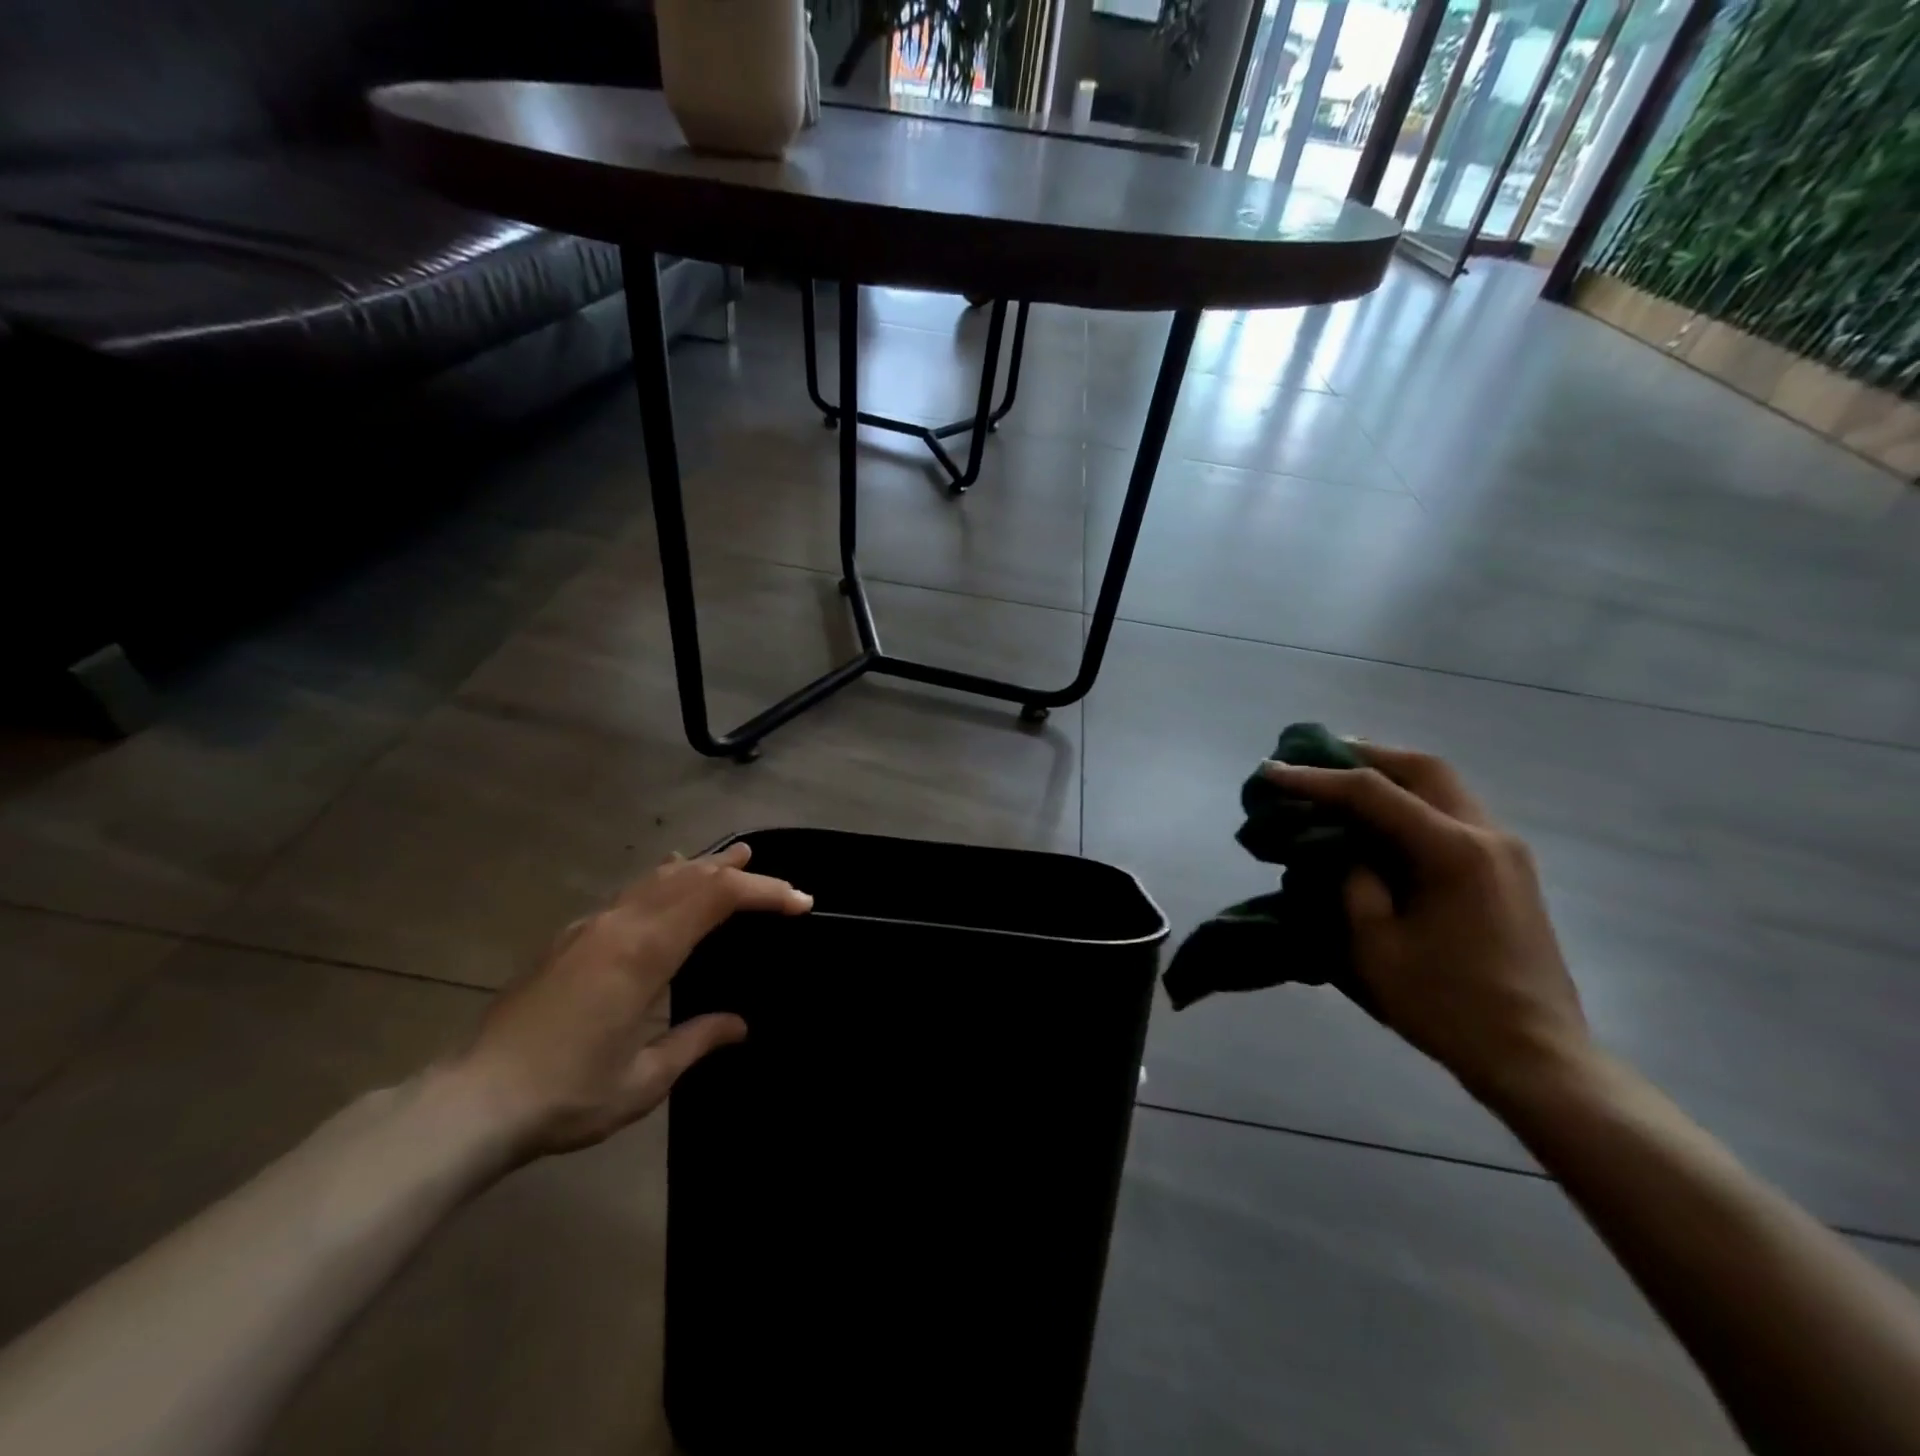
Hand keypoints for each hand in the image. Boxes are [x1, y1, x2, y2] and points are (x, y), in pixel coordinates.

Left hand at [450, 843, 811, 1160]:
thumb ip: (696, 1040)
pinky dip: (663, 881)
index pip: (716, 898)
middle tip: (772, 872)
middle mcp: (619, 926)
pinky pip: (630, 893)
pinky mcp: (569, 939)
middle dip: (737, 872)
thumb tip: (740, 1024)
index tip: (799, 902)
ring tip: (730, 859)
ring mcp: (589, 928)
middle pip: (690, 878)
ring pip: (656, 879)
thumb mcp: (643, 1080)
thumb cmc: (566, 1096)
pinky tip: (666, 881)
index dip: (764, 892)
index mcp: (644, 953)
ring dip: (700, 868)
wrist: (472, 1102)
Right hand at [1260, 745, 1588, 1105]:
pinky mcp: (1508, 870)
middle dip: (1364, 754)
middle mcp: (1486, 835)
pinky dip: (1413, 799)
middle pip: (1422, 768)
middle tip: (1315, 755)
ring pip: (1444, 785)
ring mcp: (1505, 851)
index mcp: (1452, 852)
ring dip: (1392, 773)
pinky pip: (1454, 811)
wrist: (1536, 1056)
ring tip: (1344, 776)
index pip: (1372, 793)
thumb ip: (1354, 884)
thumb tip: (1348, 854)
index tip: (1271, 772)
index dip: (1315, 780)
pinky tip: (1384, 816)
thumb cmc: (1447, 1005)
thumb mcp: (1376, 946)